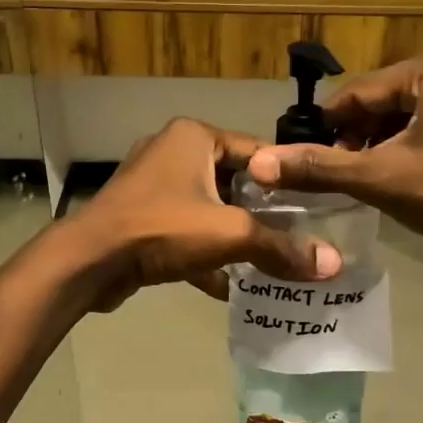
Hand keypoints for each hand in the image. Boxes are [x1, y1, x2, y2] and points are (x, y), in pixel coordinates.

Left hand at [72, 118, 342, 309]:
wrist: (89, 262)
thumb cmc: (162, 229)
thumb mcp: (230, 234)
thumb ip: (281, 248)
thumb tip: (333, 265)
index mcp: (194, 136)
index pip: (257, 152)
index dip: (288, 180)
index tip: (317, 208)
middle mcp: (172, 152)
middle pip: (234, 183)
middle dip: (262, 214)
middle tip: (298, 239)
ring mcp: (152, 186)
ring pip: (208, 210)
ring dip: (233, 237)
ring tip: (270, 263)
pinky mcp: (139, 217)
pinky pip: (184, 232)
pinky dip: (204, 255)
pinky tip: (228, 286)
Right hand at [247, 49, 422, 251]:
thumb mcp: (380, 177)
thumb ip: (320, 168)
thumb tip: (260, 164)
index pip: (359, 93)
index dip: (327, 127)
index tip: (303, 157)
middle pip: (385, 103)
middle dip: (357, 138)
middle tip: (336, 175)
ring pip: (409, 117)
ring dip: (382, 146)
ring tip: (363, 181)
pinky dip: (411, 148)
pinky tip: (399, 178)